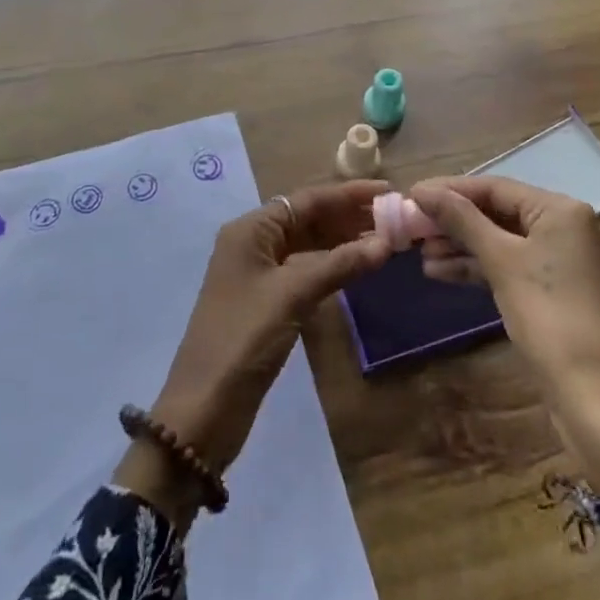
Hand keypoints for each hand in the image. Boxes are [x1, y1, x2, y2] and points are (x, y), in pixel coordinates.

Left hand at [118, 181, 392, 525]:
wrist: (204, 409)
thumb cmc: (244, 338)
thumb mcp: (292, 295)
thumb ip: (339, 264)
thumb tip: (385, 243)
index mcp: (251, 229)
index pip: (307, 199)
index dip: (349, 193)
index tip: (389, 190)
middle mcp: (254, 243)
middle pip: (309, 219)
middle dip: (349, 216)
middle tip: (395, 218)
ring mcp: (260, 274)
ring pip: (309, 245)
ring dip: (345, 241)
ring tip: (387, 240)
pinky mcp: (268, 302)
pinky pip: (306, 270)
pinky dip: (333, 266)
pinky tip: (360, 268)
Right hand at [410, 176, 599, 494]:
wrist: (594, 395)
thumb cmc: (548, 315)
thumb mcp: (501, 261)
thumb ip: (461, 219)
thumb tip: (422, 190)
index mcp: (561, 210)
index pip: (495, 187)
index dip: (450, 190)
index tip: (411, 194)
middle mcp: (566, 227)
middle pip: (498, 212)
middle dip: (453, 221)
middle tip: (411, 226)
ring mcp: (562, 260)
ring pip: (501, 241)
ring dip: (461, 245)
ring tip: (420, 253)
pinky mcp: (554, 290)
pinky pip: (510, 265)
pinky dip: (478, 267)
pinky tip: (441, 272)